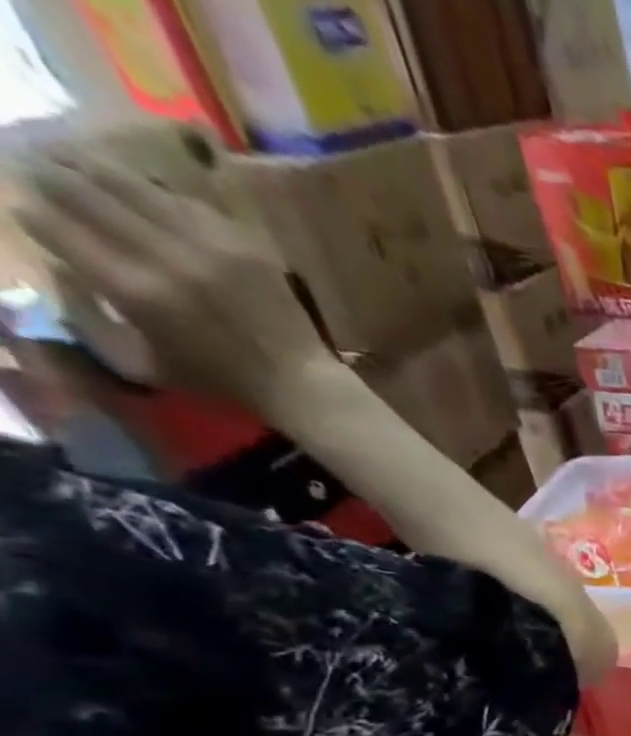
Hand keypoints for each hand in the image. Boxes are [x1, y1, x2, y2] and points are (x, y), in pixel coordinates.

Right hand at [18, 147, 335, 416]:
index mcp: (134, 290)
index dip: (32, 213)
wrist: (298, 380)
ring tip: (68, 155)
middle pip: (85, 193)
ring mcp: (208, 246)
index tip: (23, 206)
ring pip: (133, 185)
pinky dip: (154, 189)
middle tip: (30, 163)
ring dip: (91, 165)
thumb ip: (90, 317)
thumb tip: (58, 265)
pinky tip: (138, 185)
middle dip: (48, 174)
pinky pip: (186, 201)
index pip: (56, 228)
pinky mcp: (243, 244)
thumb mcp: (142, 362)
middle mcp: (166, 258)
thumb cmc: (220, 379)